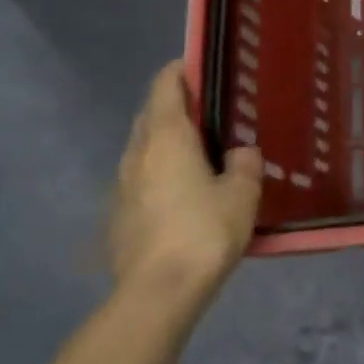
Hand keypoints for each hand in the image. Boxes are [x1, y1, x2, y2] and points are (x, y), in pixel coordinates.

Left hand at [110, 60, 262, 304]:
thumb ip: (245, 164)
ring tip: (200, 153)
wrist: (157, 294)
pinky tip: (183, 194)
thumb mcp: (242, 193)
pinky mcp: (119, 217)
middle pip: (151, 115)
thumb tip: (240, 152)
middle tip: (210, 112)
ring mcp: (122, 187)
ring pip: (143, 149)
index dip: (181, 71)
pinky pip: (141, 179)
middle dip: (175, 106)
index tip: (203, 68)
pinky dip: (159, 173)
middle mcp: (138, 153)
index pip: (165, 86)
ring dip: (166, 142)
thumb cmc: (203, 231)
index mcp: (167, 137)